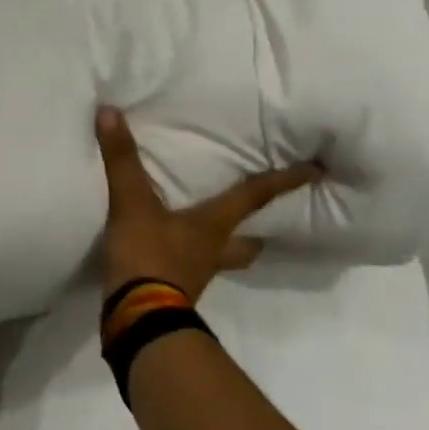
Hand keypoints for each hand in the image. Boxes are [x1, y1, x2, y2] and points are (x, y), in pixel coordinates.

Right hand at [95, 106, 318, 299]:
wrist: (136, 318)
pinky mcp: (173, 290)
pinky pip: (190, 269)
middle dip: (260, 229)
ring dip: (226, 246)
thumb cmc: (148, 257)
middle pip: (249, 241)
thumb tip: (111, 111)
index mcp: (213, 226)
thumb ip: (123, 159)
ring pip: (223, 258)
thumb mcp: (132, 203)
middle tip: (269, 218)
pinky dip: (188, 257)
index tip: (317, 171)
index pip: (255, 197)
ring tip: (217, 232)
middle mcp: (213, 250)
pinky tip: (173, 249)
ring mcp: (195, 274)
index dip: (285, 181)